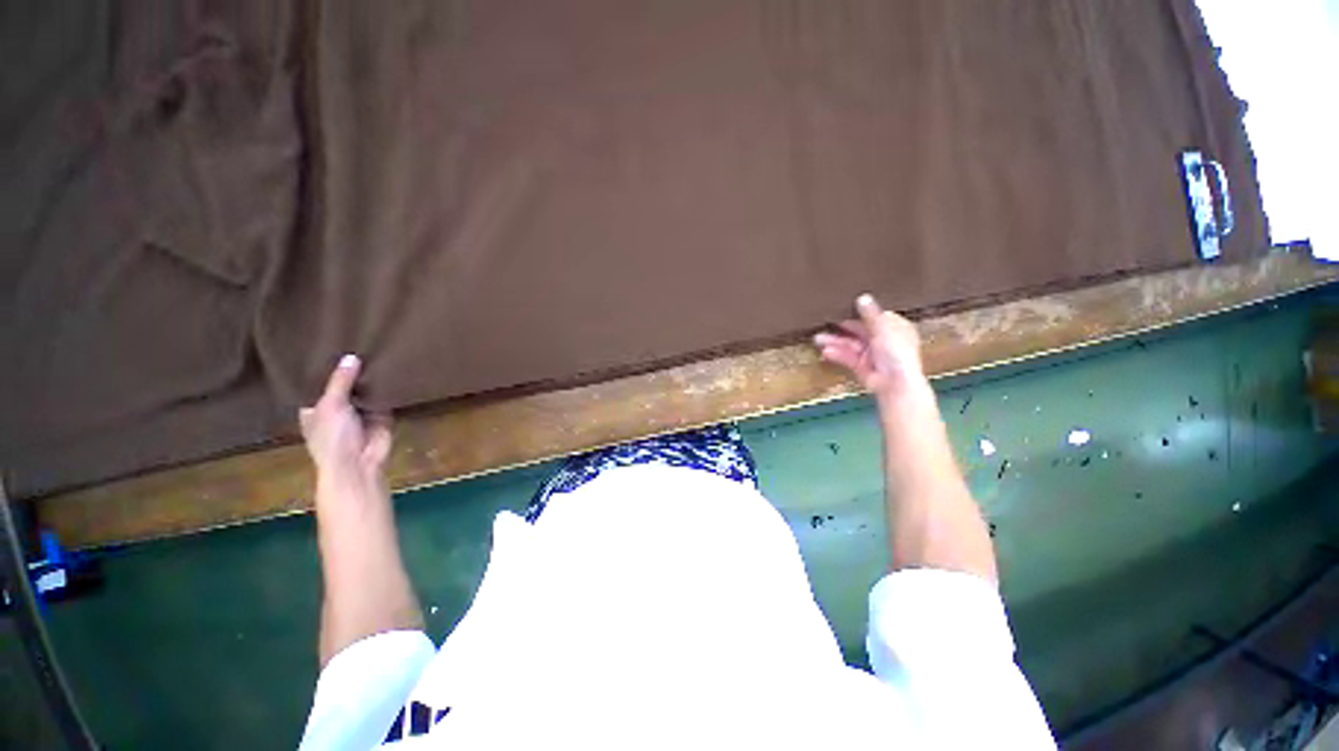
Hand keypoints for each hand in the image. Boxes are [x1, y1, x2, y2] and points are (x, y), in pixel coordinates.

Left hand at [299, 354, 392, 480]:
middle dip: (353, 370)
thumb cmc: (333, 437)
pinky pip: (386, 396)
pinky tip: (395, 368)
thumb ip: (340, 381)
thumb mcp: (331, 405)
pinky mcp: (383, 413)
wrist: (360, 462)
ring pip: (367, 389)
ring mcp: (361, 411)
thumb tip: (352, 357)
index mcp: (315, 407)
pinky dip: (390, 387)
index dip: (325, 367)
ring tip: (381, 349)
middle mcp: (337, 407)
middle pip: (346, 384)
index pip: (319, 383)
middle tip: (361, 342)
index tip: (332, 345)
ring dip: (373, 377)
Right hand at [814, 294, 926, 402]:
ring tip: (818, 338)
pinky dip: (837, 354)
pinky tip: (826, 351)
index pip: (876, 316)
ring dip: (835, 341)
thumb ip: (870, 314)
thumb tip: (863, 297)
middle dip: (842, 327)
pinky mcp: (861, 367)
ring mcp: (871, 355)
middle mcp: (883, 341)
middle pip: (859, 331)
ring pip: (850, 344)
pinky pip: (847, 358)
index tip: (844, 305)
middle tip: (824, 321)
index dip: (860, 312)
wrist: (895, 385)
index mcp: (895, 329)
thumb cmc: (897, 354)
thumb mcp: (883, 329)